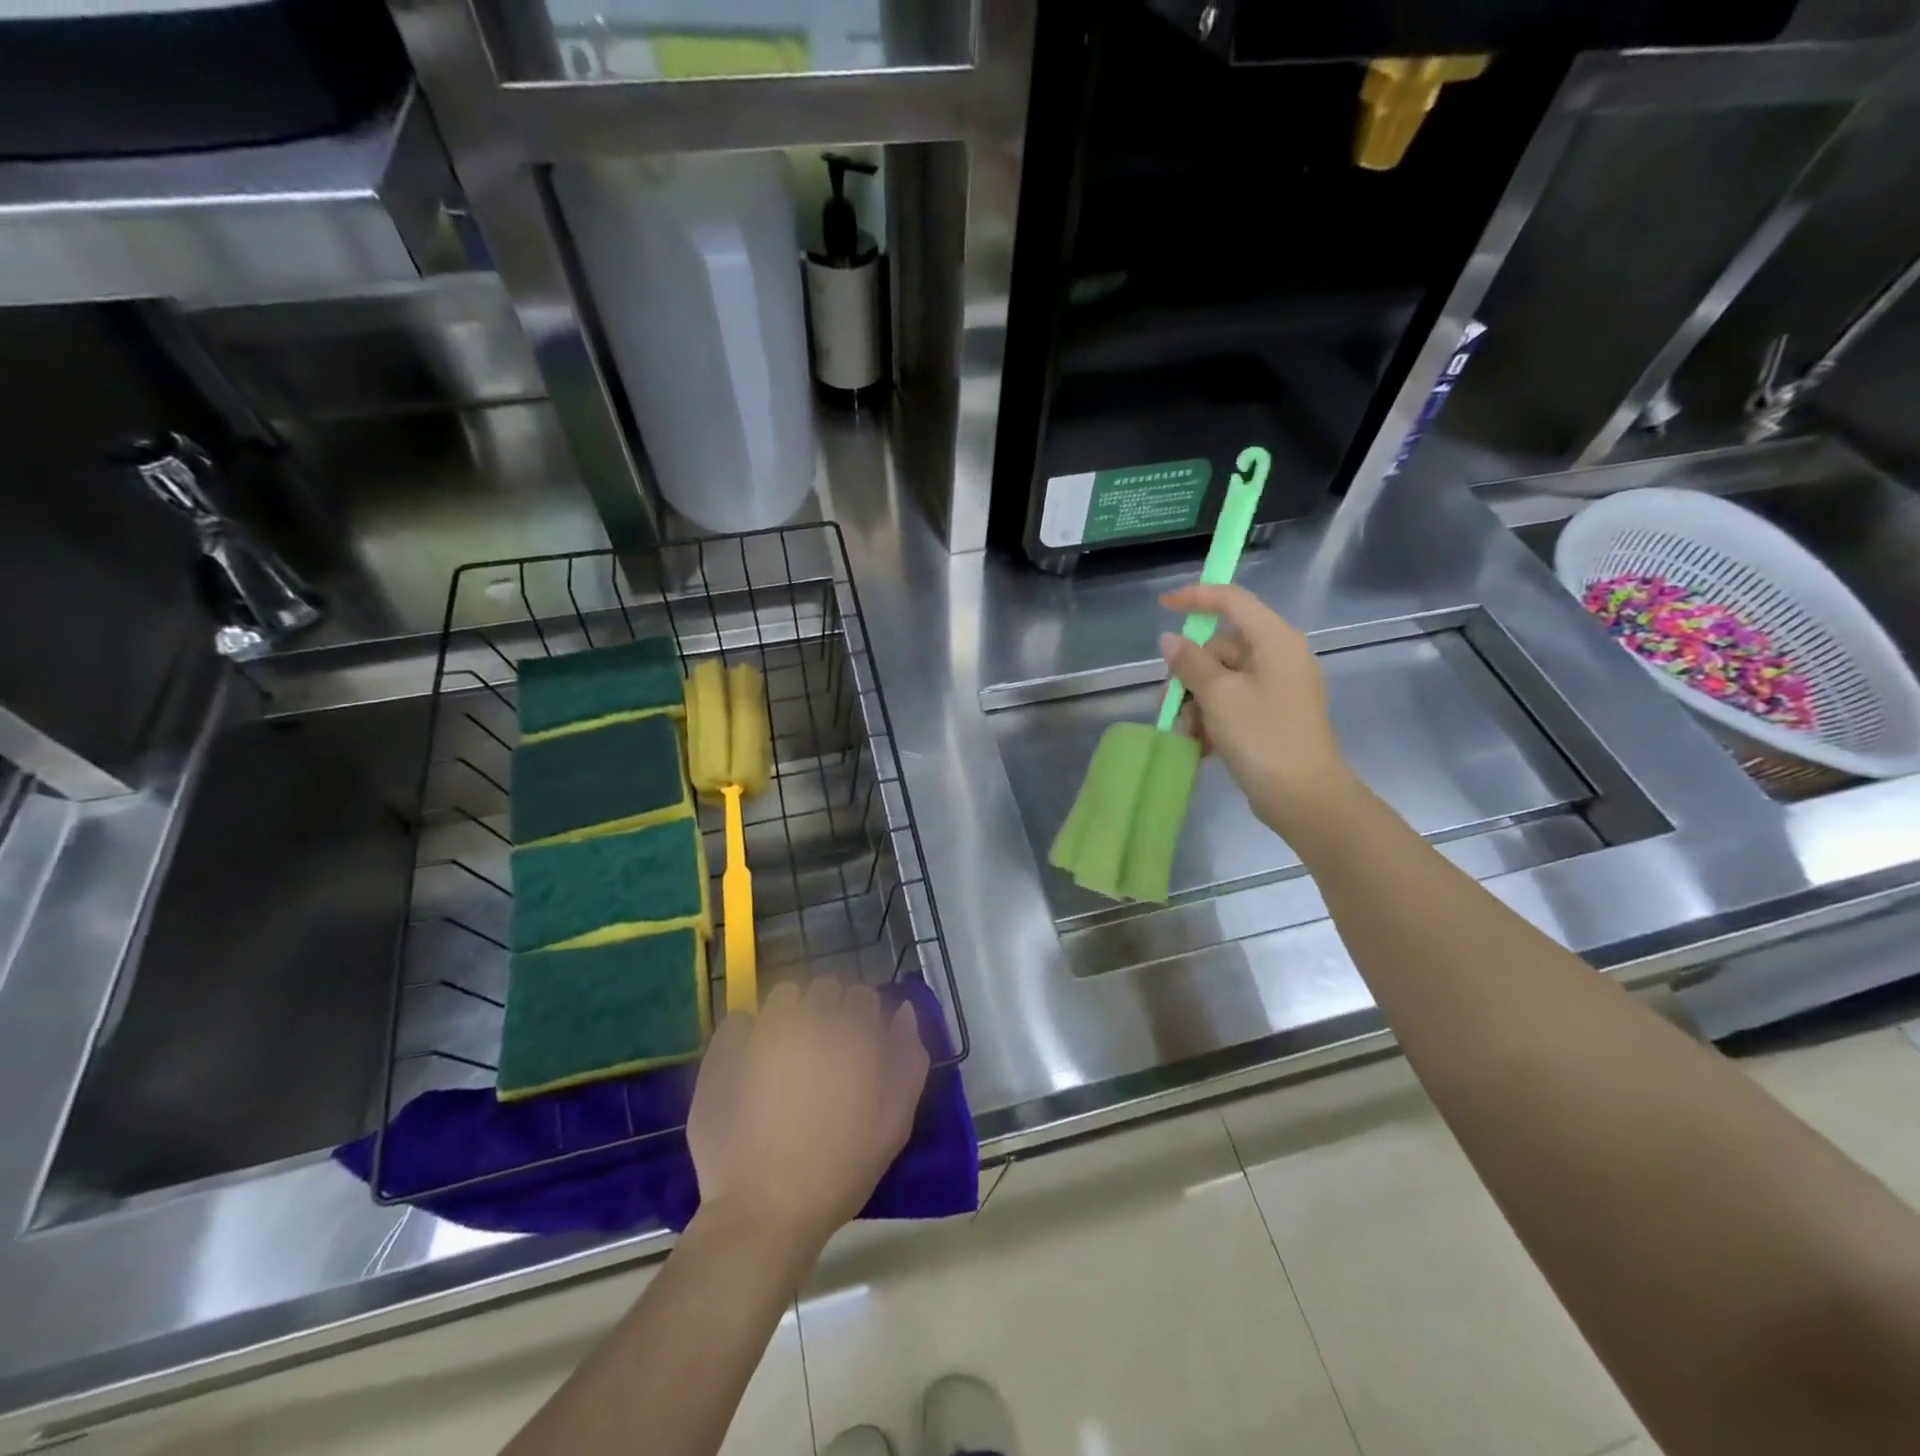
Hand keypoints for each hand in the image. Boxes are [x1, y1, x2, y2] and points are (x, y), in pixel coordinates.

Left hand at [687, 979, 929, 1256]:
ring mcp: (764, 1032)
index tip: (855, 1047)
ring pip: (784, 995)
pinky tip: (750, 1064)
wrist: (764, 1212)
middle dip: (827, 1011)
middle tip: (823, 1052)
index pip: (863, 997)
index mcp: (853, 1036)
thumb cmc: (839, 1172)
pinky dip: (748, 1033)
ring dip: (790, 1013)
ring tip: (786, 1054)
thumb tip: (902, 1010)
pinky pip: (740, 1018)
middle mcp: (811, 1022)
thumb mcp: (894, 1124)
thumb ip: (908, 1061)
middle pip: (825, 988)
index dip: (861, 1020)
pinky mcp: (726, 1050)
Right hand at [1159, 584, 1359, 838]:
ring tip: (1190, 735)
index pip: (1232, 600)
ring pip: (1221, 679)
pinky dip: (1213, 718)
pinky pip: (1232, 702)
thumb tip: (1169, 640)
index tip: (1162, 606)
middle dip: (1191, 675)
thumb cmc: (1263, 738)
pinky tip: (1202, 745)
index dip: (1196, 598)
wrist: (1304, 797)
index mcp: (1275, 640)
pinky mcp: (1272, 714)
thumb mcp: (1219, 696)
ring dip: (1198, 703)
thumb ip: (1190, 663)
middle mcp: (1279, 656)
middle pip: (1220, 647)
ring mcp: (1277, 687)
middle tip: (1172, 704)